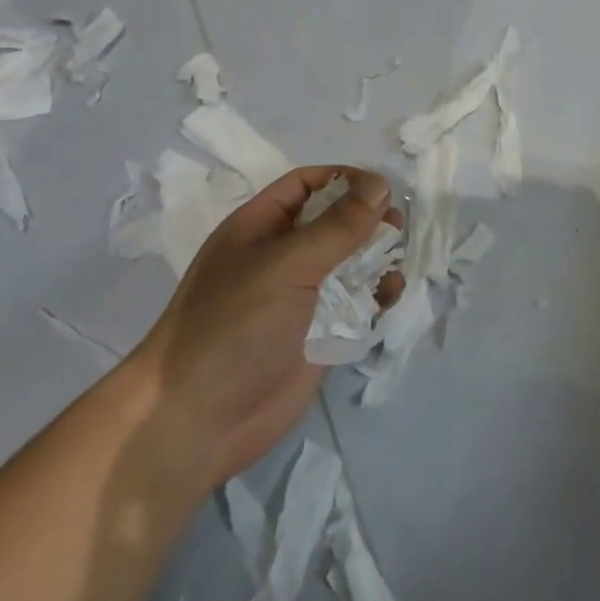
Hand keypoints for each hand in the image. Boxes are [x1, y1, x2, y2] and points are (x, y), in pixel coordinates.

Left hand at [130, 166, 397, 492]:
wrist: (201, 420)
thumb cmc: (236, 325)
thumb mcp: (287, 264)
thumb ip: (338, 225)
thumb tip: (380, 183)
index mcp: (261, 226)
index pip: (307, 185)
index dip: (344, 180)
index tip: (383, 188)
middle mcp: (282, 256)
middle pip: (334, 222)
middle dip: (367, 220)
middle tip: (399, 228)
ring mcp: (301, 298)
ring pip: (350, 263)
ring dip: (377, 259)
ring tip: (397, 264)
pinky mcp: (319, 335)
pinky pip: (356, 304)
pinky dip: (377, 296)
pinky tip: (390, 297)